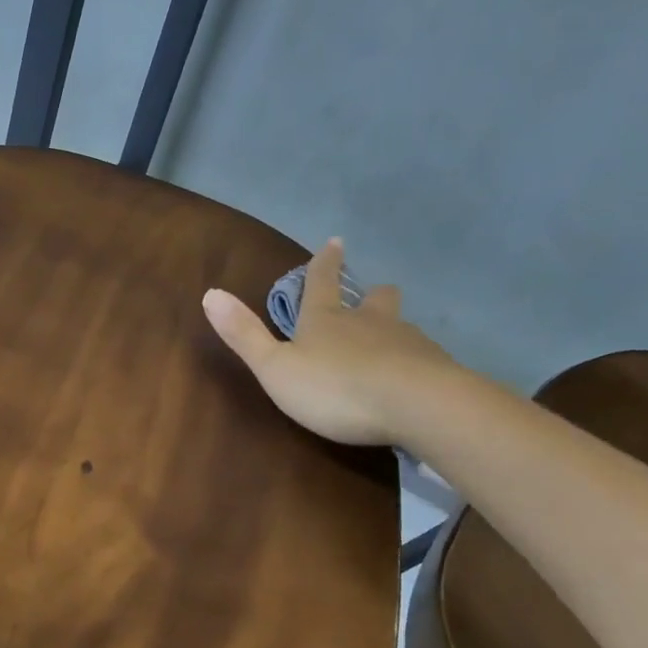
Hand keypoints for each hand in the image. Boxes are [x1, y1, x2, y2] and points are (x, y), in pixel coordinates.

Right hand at [202, 238, 455, 445]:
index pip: (322, 282)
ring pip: (401, 327)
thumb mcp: (276, 367)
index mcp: (326, 320)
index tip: (335, 241)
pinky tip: (414, 380)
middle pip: (375, 299)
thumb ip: (245, 335)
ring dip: (394, 330)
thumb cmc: (334, 387)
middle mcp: (369, 323)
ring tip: (391, 344)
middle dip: (372, 295)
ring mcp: (407, 344)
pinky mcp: (436, 370)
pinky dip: (415, 364)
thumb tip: (210, 293)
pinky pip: (424, 359)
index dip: (324, 263)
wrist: (416, 406)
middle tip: (373, 294)